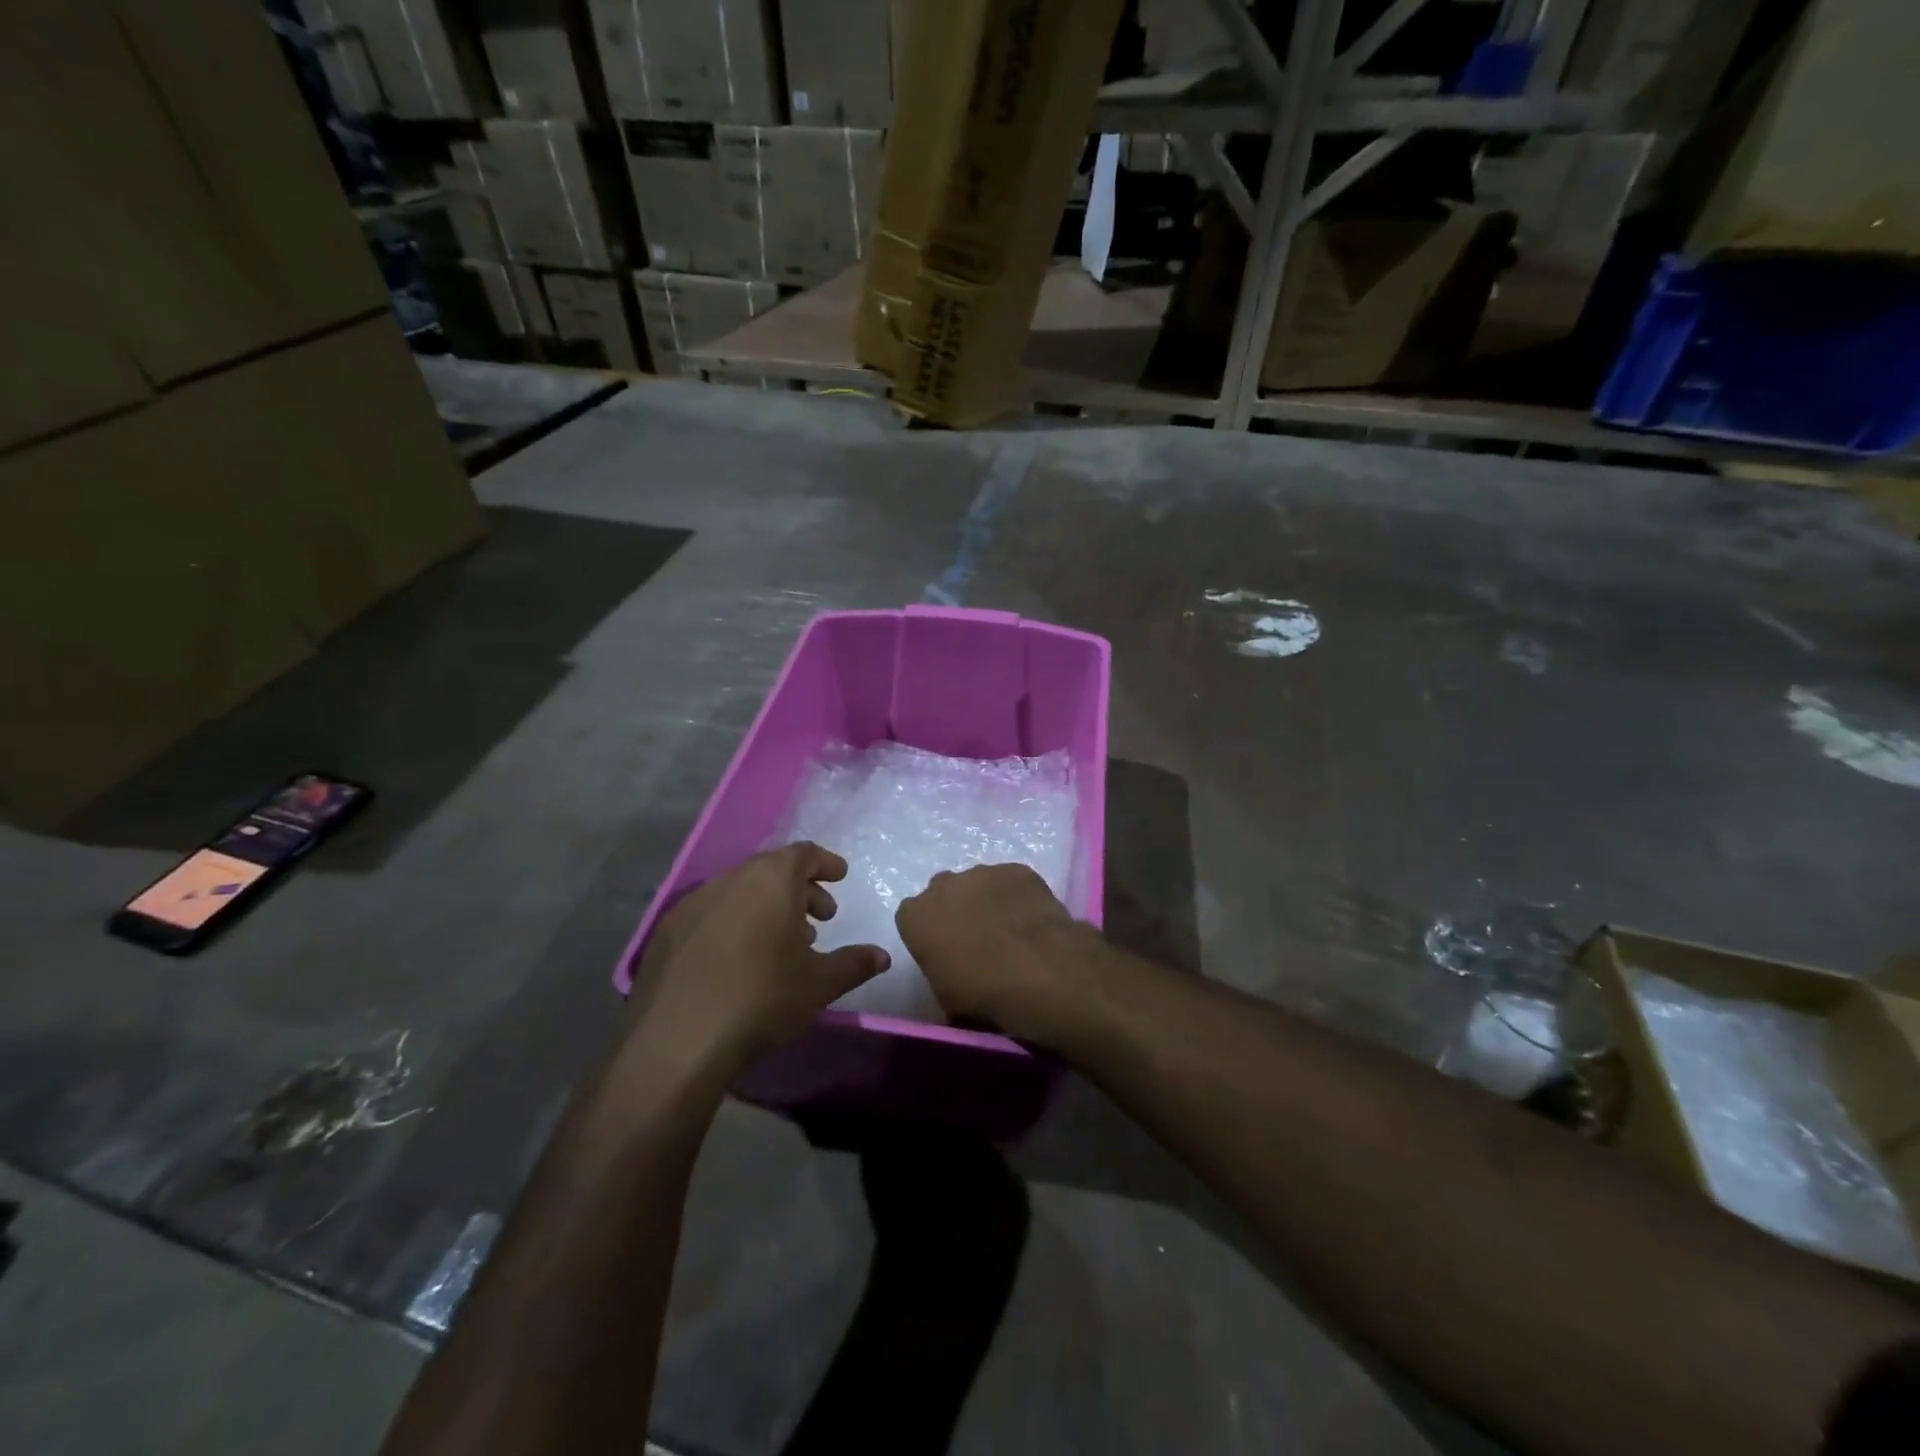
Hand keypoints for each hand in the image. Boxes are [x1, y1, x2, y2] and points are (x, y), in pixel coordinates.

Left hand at [630, 843, 888, 1070]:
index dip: (825, 863)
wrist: (678, 1038)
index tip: (839, 877)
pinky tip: (738, 960)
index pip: (804, 854)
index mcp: (771, 880)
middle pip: (771, 870)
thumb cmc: (762, 997)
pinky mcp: (666, 931)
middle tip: (818, 920)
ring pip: (739, 892)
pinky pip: (710, 914)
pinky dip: (732, 923)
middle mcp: (731, 879)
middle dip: (799, 890)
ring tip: (780, 943)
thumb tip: (882, 956)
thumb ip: (854, 963)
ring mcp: (693, 903)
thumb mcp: (820, 983)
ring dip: (765, 907)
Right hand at [896, 864, 1092, 1044]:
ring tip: (1011, 930)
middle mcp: (943, 885)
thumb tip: (953, 971)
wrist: (1037, 971)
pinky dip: (1018, 896)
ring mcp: (982, 872)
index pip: (913, 917)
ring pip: (979, 883)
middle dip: (956, 909)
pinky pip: (1012, 881)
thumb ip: (939, 969)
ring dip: (988, 901)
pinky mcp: (1017, 869)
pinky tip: (1032, 919)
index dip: (930, 932)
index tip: (946, 950)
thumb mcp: (944, 995)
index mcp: (915, 916)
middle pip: (944, 892)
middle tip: (978, 937)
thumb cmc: (981, 992)